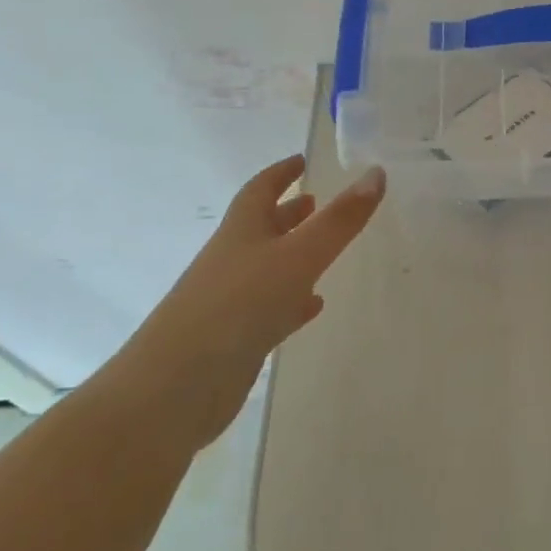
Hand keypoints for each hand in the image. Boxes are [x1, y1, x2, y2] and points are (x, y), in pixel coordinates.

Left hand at [113, 156, 386, 448]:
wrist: (173, 390)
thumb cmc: (237, 307)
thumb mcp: (298, 256)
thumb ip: (340, 219)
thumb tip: (376, 173)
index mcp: (241, 232)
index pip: (260, 190)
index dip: (281, 172)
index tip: (301, 160)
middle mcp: (232, 260)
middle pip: (262, 227)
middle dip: (288, 212)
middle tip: (317, 201)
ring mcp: (230, 301)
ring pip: (268, 267)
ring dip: (293, 254)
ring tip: (324, 249)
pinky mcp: (235, 338)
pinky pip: (270, 307)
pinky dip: (293, 299)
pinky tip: (313, 304)